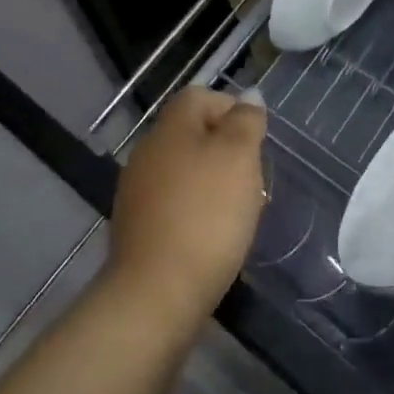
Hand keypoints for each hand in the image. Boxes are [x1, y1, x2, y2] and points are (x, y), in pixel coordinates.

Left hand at [106, 86, 267, 332]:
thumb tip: (249, 96)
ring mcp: (137, 191)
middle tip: (252, 179)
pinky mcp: (137, 229)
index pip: (202, 96)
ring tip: (237, 213)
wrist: (155, 297)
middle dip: (226, 151)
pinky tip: (211, 238)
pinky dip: (195, 213)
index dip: (232, 110)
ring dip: (212, 184)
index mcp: (171, 126)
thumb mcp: (239, 157)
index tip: (256, 142)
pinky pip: (173, 205)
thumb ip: (246, 122)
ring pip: (184, 170)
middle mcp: (148, 150)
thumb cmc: (205, 215)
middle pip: (193, 133)